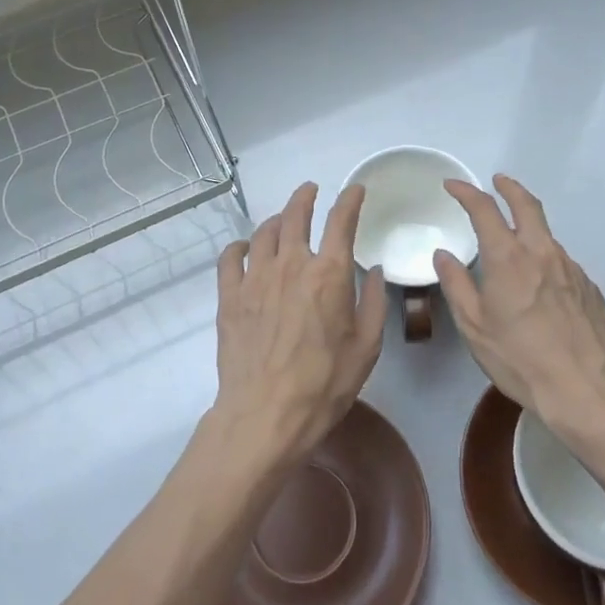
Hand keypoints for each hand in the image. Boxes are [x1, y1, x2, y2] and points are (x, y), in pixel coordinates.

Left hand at [213, 182, 386, 462]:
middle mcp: (291, 265)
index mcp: (329, 274)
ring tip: (282, 221)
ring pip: (264, 232)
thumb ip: (375, 303)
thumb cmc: (324, 384)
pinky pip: (230, 257)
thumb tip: (375, 272)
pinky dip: (240, 246)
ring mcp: (255, 278)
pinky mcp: (229, 296)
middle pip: (295, 216)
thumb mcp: (367, 347)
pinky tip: (244, 248)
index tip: (354, 190)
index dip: (349, 200)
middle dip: (305, 197)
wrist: (265, 415)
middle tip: (310, 190)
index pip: (341, 222)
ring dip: (276, 220)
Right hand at [433, 175, 604, 439]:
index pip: (485, 210)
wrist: (583, 390)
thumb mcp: (474, 326)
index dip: (467, 192)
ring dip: (529, 230)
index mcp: (508, 258)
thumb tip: (443, 255)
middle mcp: (542, 253)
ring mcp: (571, 268)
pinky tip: (541, 287)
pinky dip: (546, 261)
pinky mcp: (590, 287)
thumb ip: (456, 285)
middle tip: (498, 181)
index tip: (453, 186)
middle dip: (509, 187)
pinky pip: (563, 264)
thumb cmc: (519, 359)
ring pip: (547, 236)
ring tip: (516, 246)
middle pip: (527, 205)